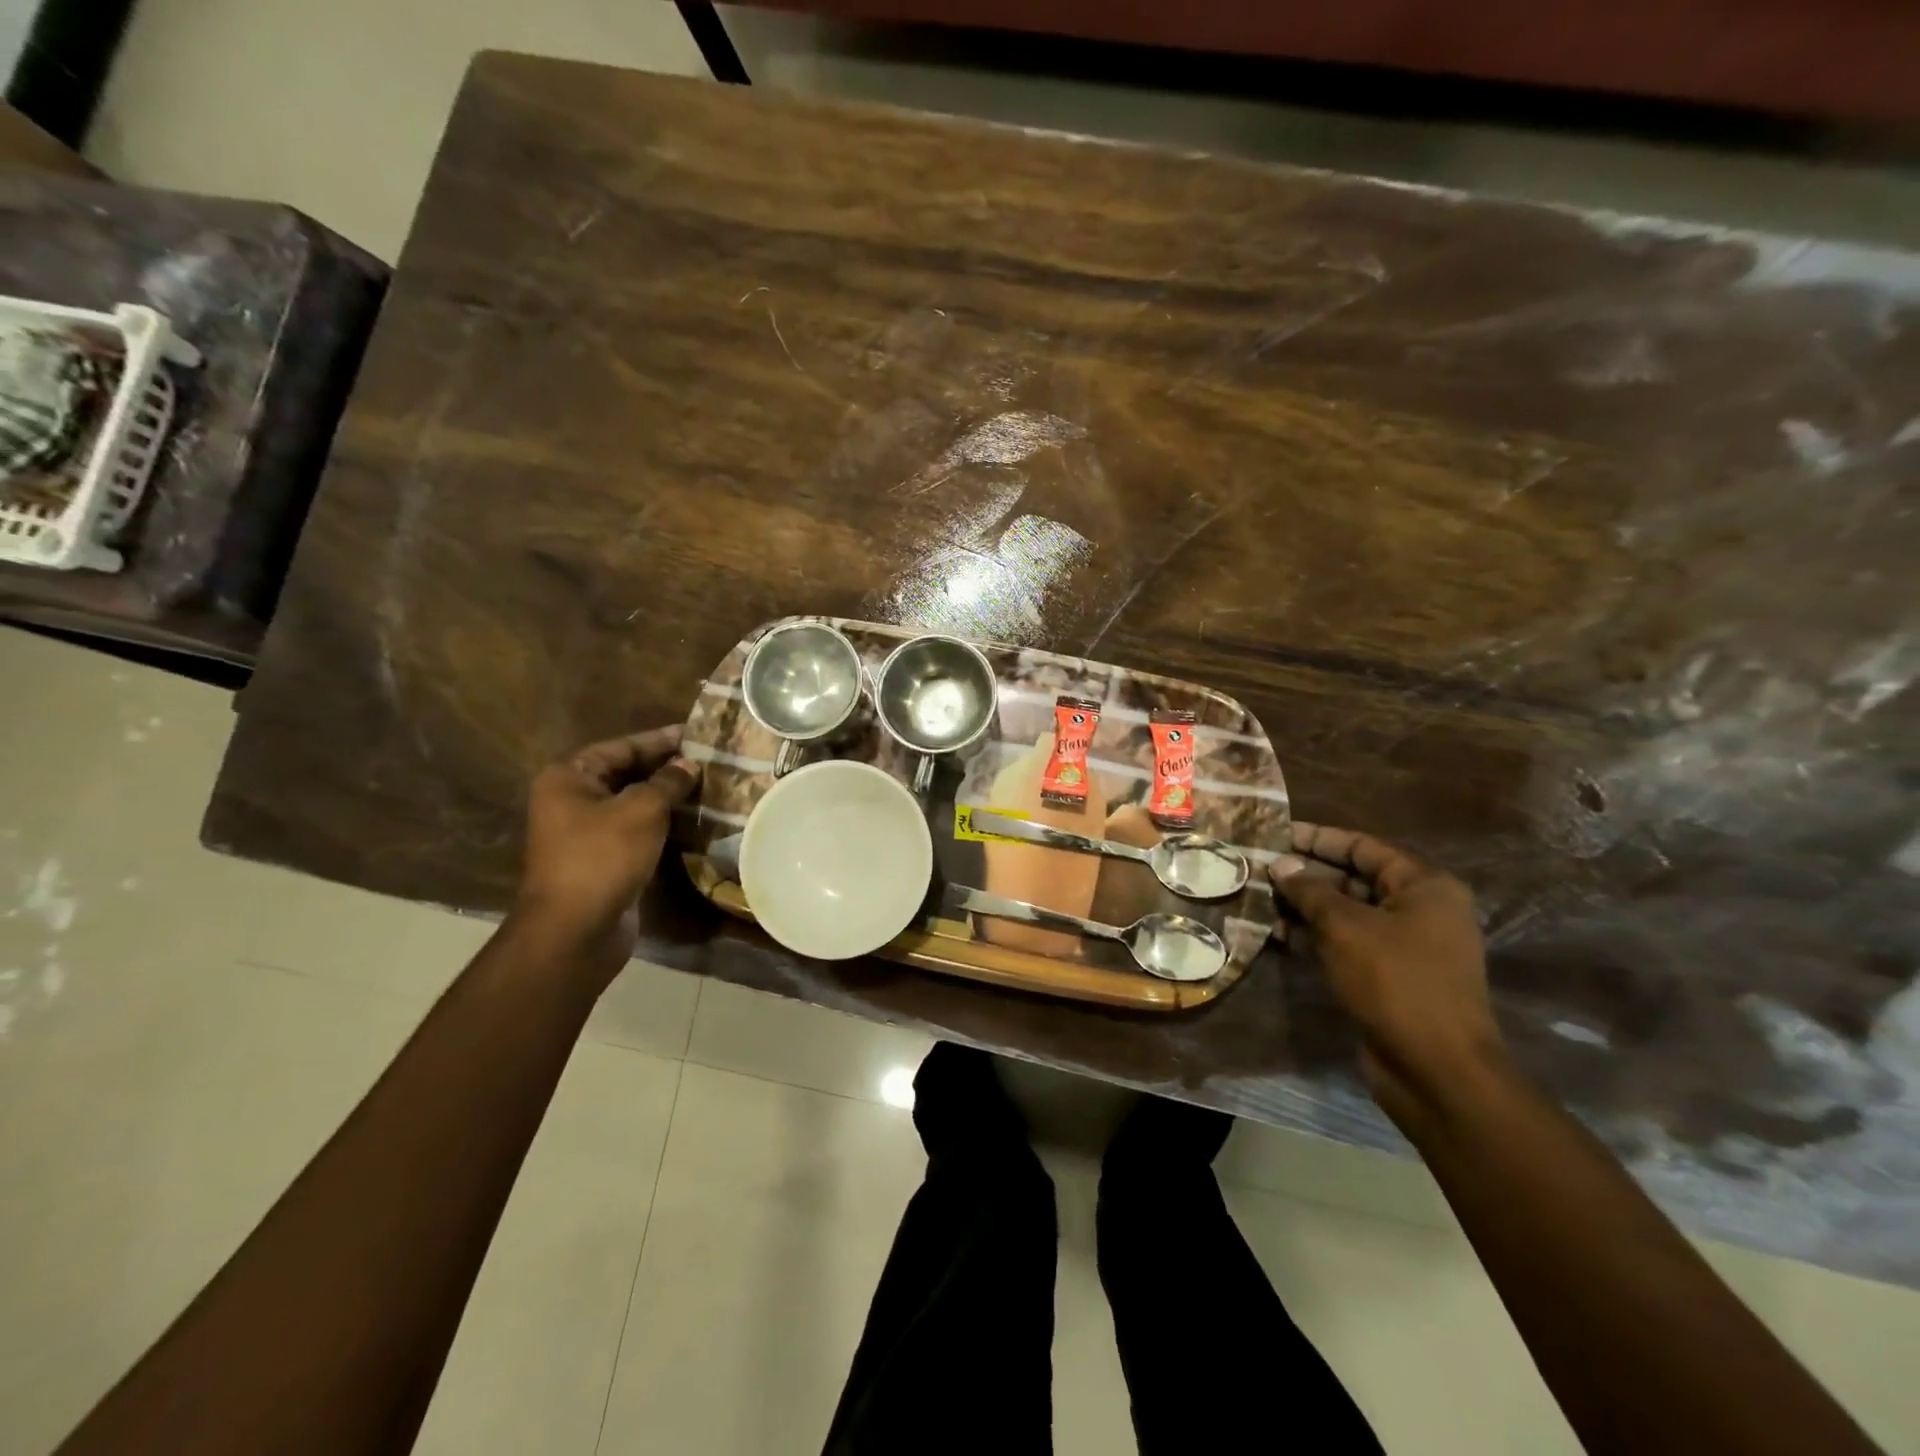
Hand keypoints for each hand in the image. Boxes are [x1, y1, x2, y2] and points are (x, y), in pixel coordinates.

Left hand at [512, 727, 699, 989]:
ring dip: (668, 797)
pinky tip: (695, 820)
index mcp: (569, 778)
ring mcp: (586, 833)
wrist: (575, 931)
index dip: (660, 740)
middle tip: (710, 760)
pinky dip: (663, 824)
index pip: (621, 747)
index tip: (698, 734)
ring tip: (710, 786)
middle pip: (626, 773)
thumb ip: (668, 781)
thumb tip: (689, 764)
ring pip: (634, 804)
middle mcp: (572, 800)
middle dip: (667, 768)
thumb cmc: (602, 857)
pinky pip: (637, 831)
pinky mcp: (604, 860)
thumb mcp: (642, 810)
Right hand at [1271, 824, 1504, 1126]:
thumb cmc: (1396, 982)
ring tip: (1258, 897)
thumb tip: (1281, 864)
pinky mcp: (1388, 976)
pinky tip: (1275, 933)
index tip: (1276, 833)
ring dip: (1304, 906)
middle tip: (1258, 867)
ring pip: (1346, 913)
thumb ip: (1310, 890)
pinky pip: (1346, 943)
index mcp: (1424, 887)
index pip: (1363, 847)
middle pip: (1354, 878)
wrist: (1437, 1069)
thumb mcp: (1346, 927)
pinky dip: (1314, 935)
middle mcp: (1419, 910)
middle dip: (1306, 873)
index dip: (1318, 838)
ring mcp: (1405, 946)